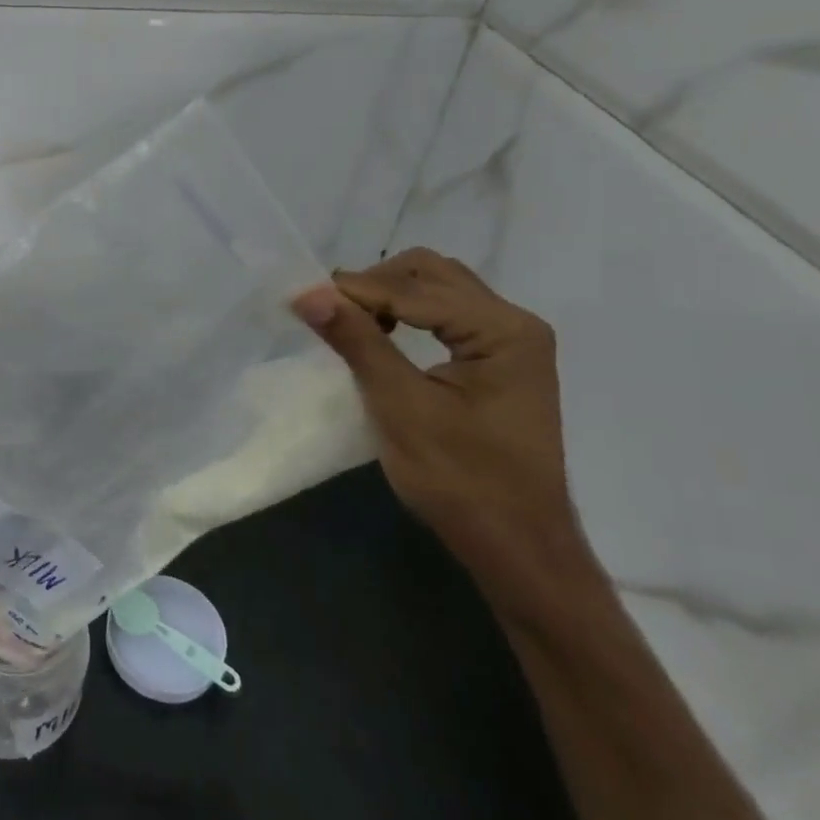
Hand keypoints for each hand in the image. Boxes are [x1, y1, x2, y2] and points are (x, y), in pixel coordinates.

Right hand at [293, 248, 601, 612]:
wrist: (516, 545)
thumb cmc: (461, 479)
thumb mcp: (400, 406)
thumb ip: (358, 342)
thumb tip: (309, 294)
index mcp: (503, 330)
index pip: (416, 288)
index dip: (356, 290)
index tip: (303, 300)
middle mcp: (514, 324)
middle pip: (433, 274)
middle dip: (376, 285)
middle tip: (330, 312)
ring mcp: (510, 343)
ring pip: (439, 291)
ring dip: (390, 297)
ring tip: (349, 324)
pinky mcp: (499, 363)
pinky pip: (446, 316)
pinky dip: (407, 316)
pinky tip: (381, 339)